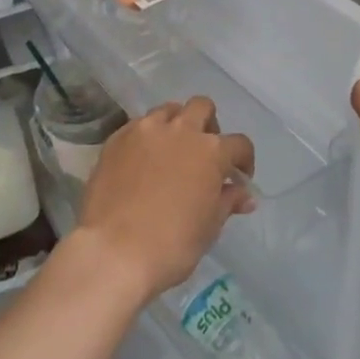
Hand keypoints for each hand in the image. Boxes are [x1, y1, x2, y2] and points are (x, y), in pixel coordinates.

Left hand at [76, 97, 254, 303]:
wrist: (114, 250)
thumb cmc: (172, 245)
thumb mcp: (209, 228)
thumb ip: (228, 202)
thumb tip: (245, 195)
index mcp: (211, 151)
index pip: (239, 144)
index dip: (243, 160)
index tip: (237, 177)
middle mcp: (181, 130)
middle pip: (202, 107)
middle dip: (208, 125)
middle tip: (203, 153)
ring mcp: (146, 130)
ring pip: (168, 110)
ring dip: (176, 124)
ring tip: (170, 151)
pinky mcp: (118, 138)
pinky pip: (138, 125)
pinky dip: (147, 137)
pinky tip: (141, 161)